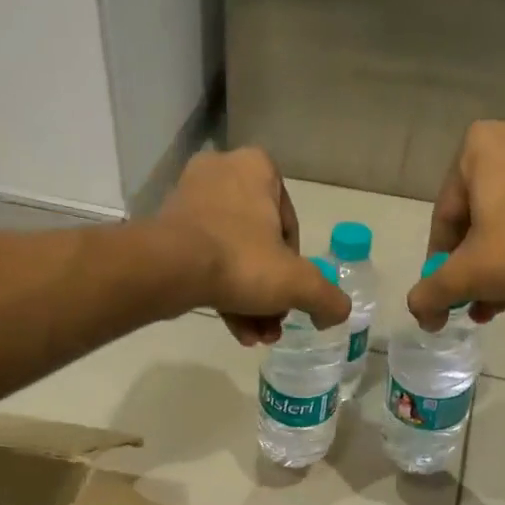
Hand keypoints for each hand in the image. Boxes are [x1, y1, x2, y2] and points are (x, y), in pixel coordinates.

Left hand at [157, 147, 349, 344]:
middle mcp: (222, 173)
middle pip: (259, 244)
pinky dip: (222, 294)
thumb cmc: (241, 261)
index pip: (289, 224)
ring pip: (232, 256)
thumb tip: (338, 313)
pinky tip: (237, 331)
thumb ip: (327, 297)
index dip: (295, 265)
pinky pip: (205, 261)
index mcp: (257, 168)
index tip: (290, 292)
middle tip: (274, 322)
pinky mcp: (167, 228)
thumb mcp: (298, 283)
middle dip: (270, 291)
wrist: (168, 270)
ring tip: (257, 336)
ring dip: (249, 301)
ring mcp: (189, 200)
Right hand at [408, 108, 504, 330]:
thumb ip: (432, 293)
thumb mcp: (469, 274)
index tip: (448, 294)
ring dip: (501, 261)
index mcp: (476, 146)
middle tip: (475, 302)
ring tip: (500, 303)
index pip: (445, 217)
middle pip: (479, 216)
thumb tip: (420, 312)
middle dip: (475, 266)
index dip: (442, 263)